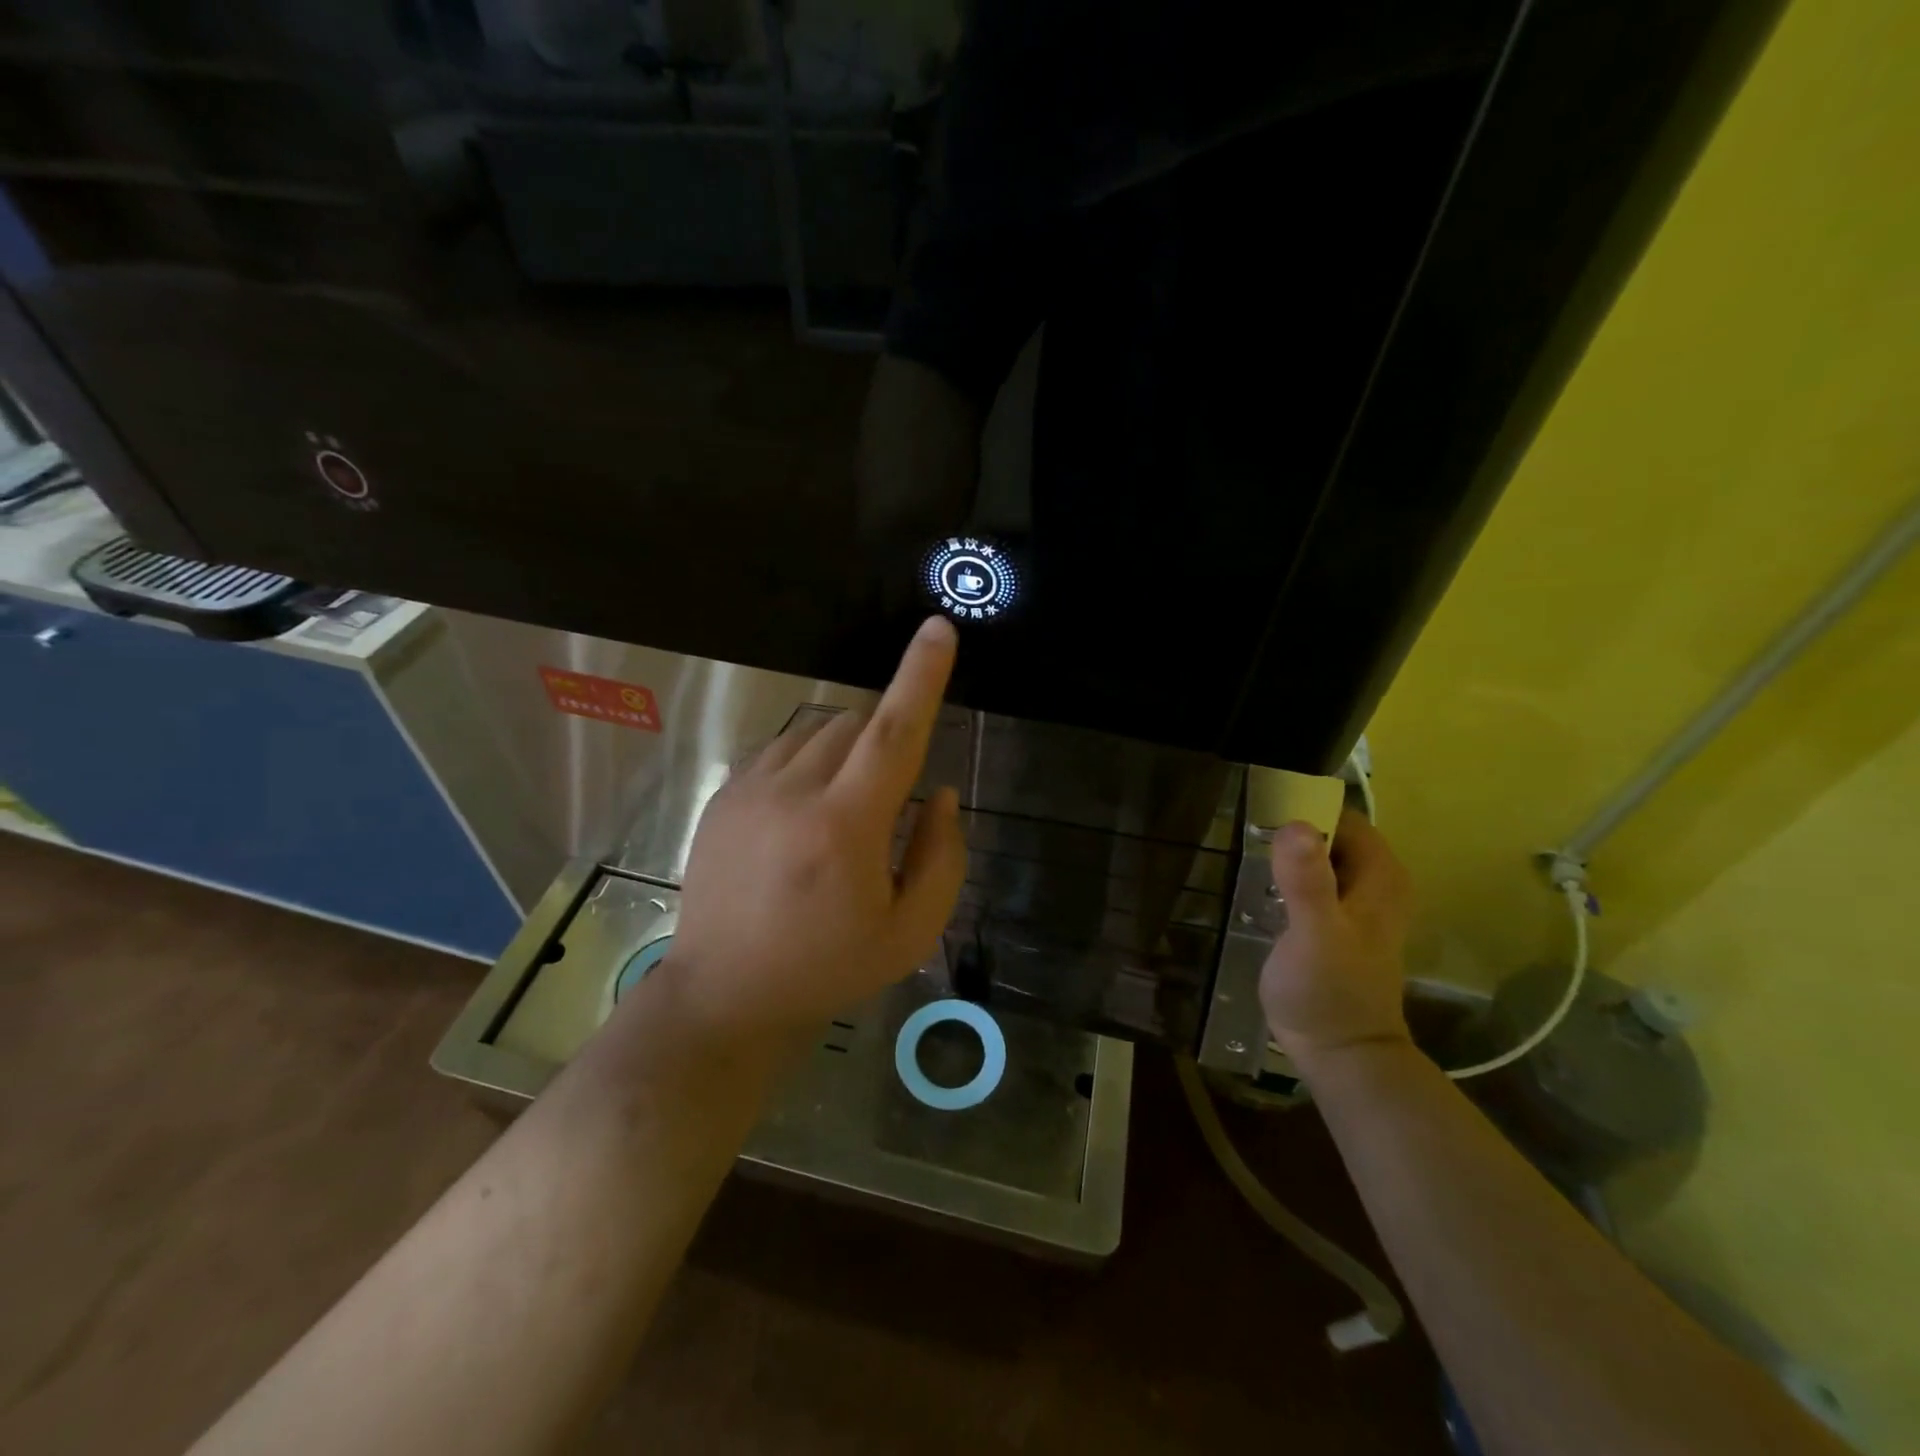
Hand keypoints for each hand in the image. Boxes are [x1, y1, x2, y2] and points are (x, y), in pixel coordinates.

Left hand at [665, 616, 968, 1041]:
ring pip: (817, 731)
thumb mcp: (910, 932)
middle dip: (886, 740)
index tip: (937, 629)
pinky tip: (802, 813)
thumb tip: (942, 793)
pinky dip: (809, 761)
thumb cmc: (828, 967)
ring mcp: (750, 789)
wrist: (725, 992)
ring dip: (848, 751)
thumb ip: (941, 857)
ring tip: (842, 814)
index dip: (921, 677)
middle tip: (887, 801)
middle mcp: (794, 792)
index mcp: (846, 828)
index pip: (894, 734)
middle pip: (857, 724)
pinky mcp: (725, 795)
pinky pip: (782, 749)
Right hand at [1259, 808, 1413, 1068]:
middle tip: (1241, 829)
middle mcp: (1375, 881)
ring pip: (1318, 857)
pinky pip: (1311, 881)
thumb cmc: (1328, 992)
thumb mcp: (1315, 934)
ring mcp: (1356, 904)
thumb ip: (1307, 881)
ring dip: (1285, 852)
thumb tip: (1294, 825)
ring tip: (1242, 850)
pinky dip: (1286, 875)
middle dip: (1289, 828)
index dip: (1302, 806)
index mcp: (1380, 875)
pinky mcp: (1335, 923)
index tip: (1256, 806)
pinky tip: (1256, 883)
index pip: (1341, 815)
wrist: (1339, 1054)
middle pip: (1329, 833)